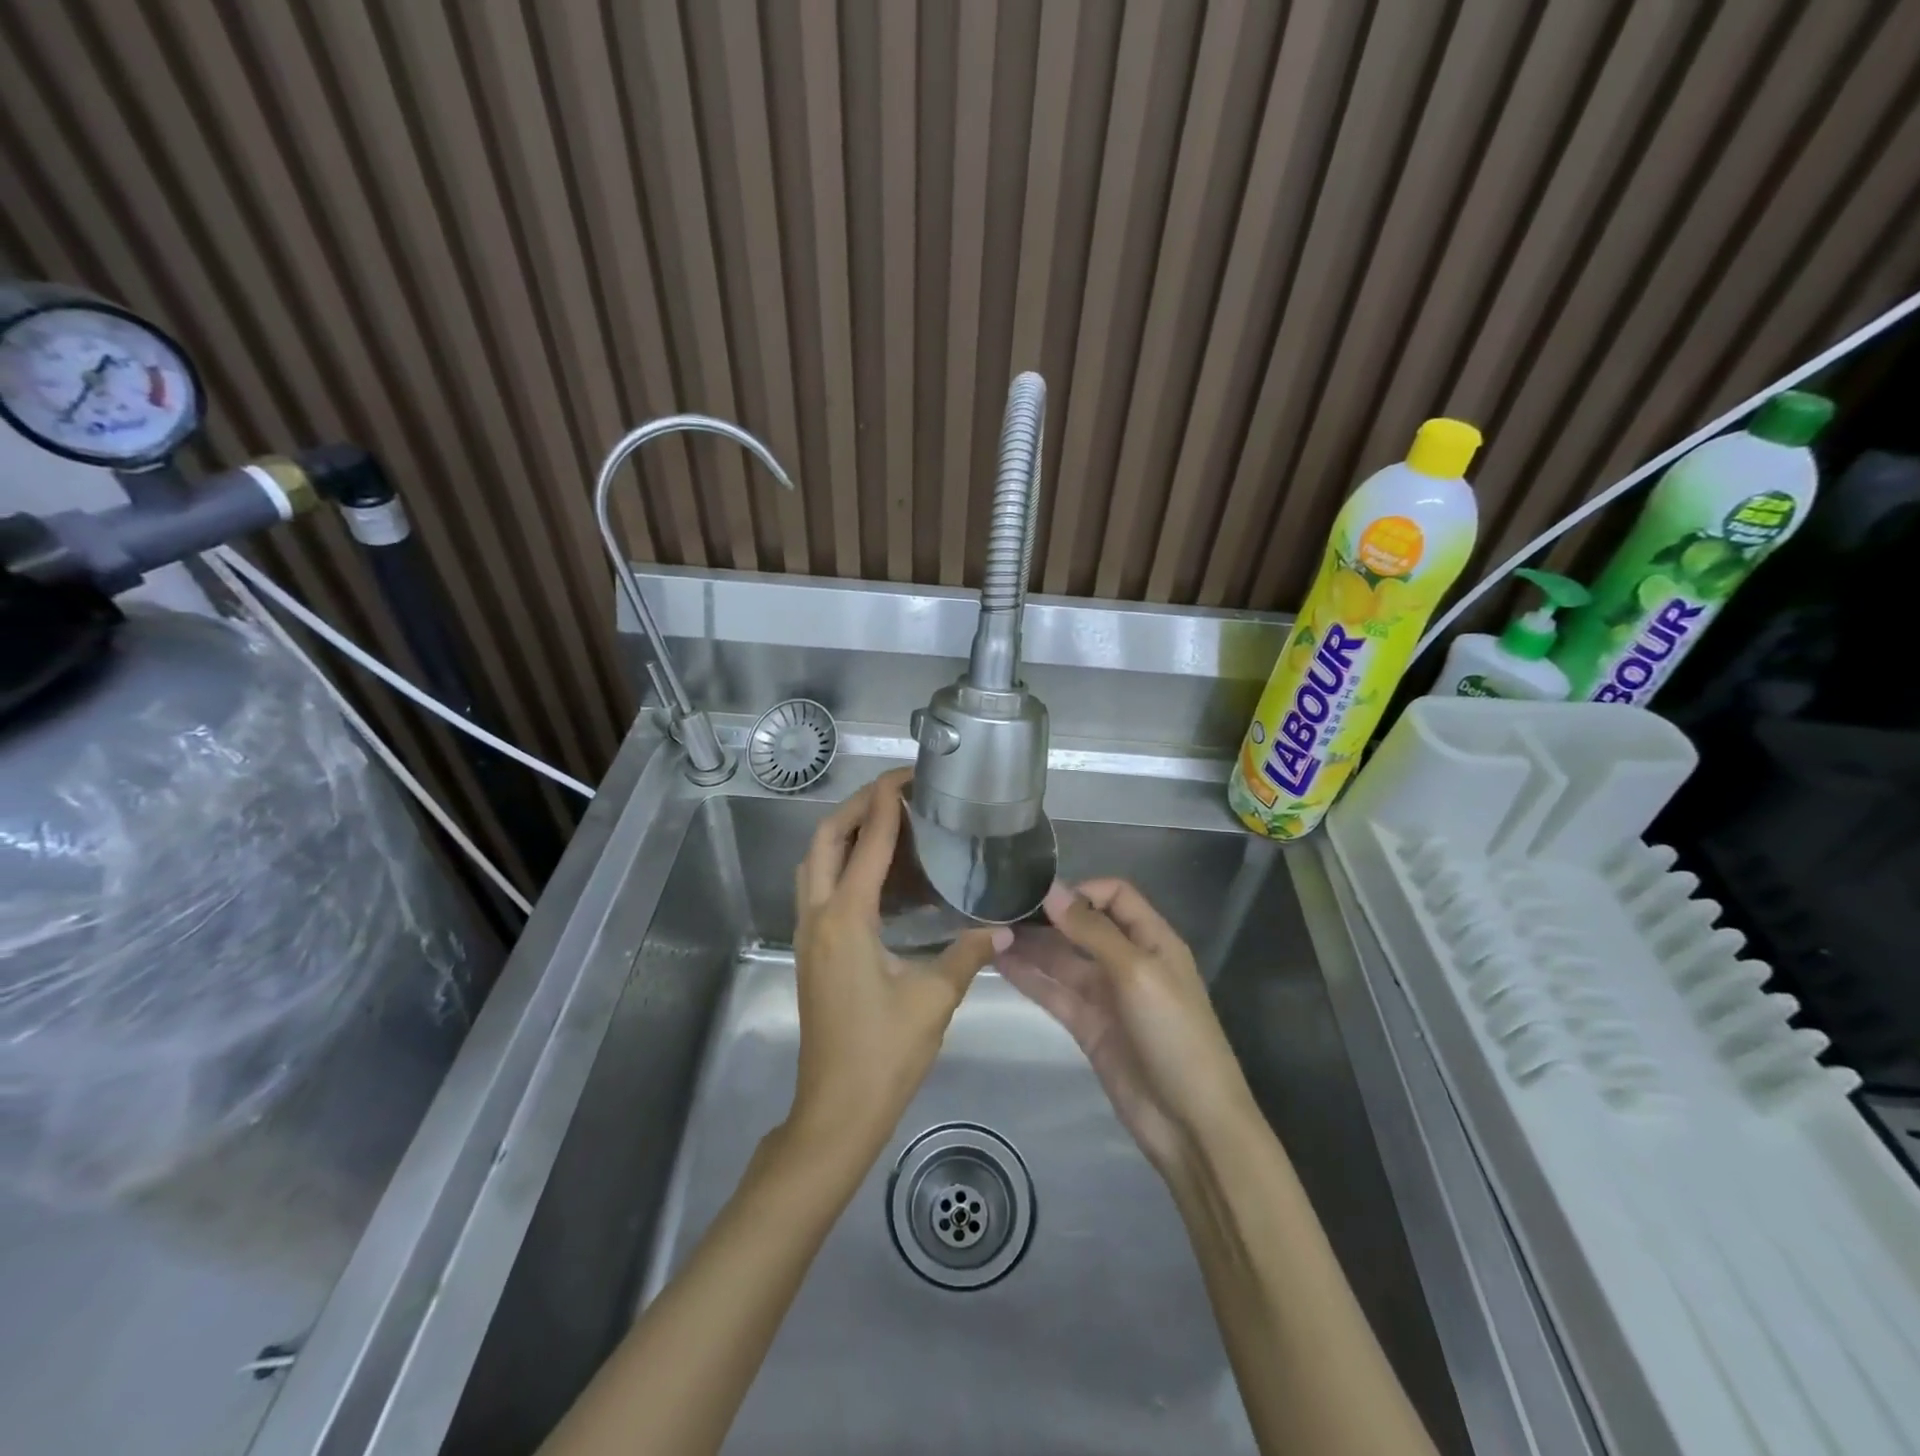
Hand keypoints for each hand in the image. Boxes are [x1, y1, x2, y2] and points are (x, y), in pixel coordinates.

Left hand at [787, 768, 1007, 1160]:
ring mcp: (808, 934)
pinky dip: (844, 863)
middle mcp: (817, 916)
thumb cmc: (883, 1054)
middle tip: (896, 791)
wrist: (835, 1111)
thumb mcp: (933, 1000)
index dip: (886, 805)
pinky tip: (880, 873)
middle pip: (825, 840)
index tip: (906, 776)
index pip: (867, 844)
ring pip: (816, 862)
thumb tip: (1003, 930)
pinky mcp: (811, 950)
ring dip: (846, 833)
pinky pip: (821, 887)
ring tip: (887, 820)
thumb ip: (968, 955)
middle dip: (857, 807)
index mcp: (845, 919)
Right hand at [999, 879, 1258, 1181]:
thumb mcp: (1138, 972)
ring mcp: (1106, 996)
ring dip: (1031, 945)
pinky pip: (1054, 993)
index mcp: (1152, 940)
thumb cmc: (1175, 1034)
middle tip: (1001, 908)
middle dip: (1047, 916)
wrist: (1191, 1123)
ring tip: (989, 931)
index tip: (1042, 897)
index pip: (1115, 896)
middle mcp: (1128, 961)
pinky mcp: (1087, 1027)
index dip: (1081, 891)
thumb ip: (1093, 931)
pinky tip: (999, 962)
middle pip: (1083, 926)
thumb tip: (1052, 891)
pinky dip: (1029, 977)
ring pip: (1062, 959)